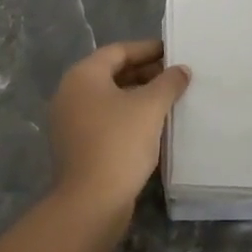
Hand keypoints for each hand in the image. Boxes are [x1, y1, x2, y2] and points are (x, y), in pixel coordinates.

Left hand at [48, 39, 189, 219]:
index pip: (118, 51)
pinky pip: (105, 120)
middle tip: (175, 77)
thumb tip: (181, 70)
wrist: (91, 202)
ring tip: (169, 100)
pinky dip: (128, 117)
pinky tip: (153, 126)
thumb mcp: (150, 107)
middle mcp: (70, 93)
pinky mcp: (76, 146)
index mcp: (83, 76)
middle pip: (112, 73)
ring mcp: (70, 122)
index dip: (147, 49)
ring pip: (109, 99)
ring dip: (138, 97)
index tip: (173, 51)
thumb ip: (168, 82)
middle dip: (145, 73)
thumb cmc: (119, 143)